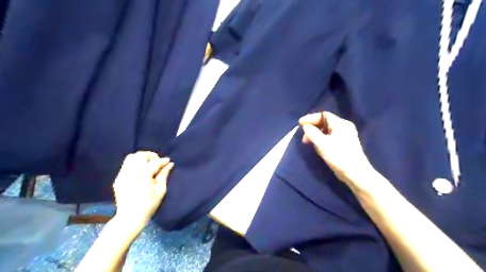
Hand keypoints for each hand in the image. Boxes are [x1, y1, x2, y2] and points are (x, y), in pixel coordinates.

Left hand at [112, 151, 174, 226]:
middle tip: (157, 163)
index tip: (168, 161)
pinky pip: (126, 165)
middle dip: (151, 156)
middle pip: (141, 155)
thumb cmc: (149, 205)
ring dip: (141, 158)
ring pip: (131, 157)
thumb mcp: (160, 190)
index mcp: (143, 173)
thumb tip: (169, 164)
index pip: (155, 162)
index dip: (163, 161)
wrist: (130, 217)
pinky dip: (134, 164)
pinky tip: (140, 172)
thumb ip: (164, 174)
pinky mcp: (118, 179)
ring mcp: (123, 174)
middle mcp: (131, 171)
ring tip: (148, 165)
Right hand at [298, 112, 372, 185]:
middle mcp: (344, 127)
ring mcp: (345, 135)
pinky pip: (329, 137)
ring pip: (326, 130)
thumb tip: (306, 126)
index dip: (310, 118)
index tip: (300, 123)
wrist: (355, 173)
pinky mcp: (344, 144)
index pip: (323, 115)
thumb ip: (312, 133)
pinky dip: (321, 139)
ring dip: (316, 134)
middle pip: (325, 122)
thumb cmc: (339, 156)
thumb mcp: (322, 144)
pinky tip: (317, 146)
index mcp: (341, 124)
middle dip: (312, 128)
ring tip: (309, 142)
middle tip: (304, 137)